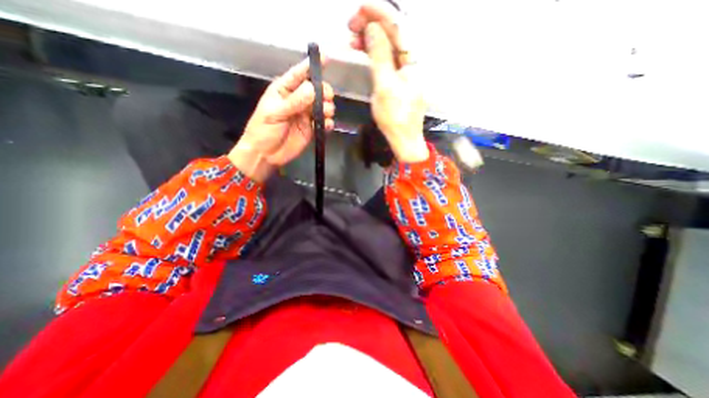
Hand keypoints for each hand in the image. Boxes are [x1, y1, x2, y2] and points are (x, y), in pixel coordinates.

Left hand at [229, 58, 335, 180]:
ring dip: (328, 108)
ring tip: (325, 114)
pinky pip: (325, 123)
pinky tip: (326, 125)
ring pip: (324, 106)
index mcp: (285, 91)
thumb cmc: (263, 130)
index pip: (299, 74)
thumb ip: (294, 102)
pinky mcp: (312, 129)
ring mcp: (306, 115)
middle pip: (317, 90)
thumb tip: (313, 89)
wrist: (266, 155)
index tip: (327, 58)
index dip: (311, 66)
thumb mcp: (275, 113)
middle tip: (326, 99)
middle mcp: (298, 100)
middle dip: (324, 92)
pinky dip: (328, 123)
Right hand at [348, 2, 424, 160]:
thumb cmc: (395, 117)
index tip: (359, 8)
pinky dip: (374, 52)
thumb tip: (373, 28)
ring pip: (388, 45)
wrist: (404, 139)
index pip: (398, 25)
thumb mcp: (385, 86)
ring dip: (371, 37)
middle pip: (394, 32)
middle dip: (373, 23)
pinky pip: (386, 58)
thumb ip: (380, 56)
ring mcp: (405, 70)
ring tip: (352, 37)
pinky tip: (362, 50)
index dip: (379, 12)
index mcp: (413, 60)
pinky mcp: (398, 79)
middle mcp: (411, 61)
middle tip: (351, 24)